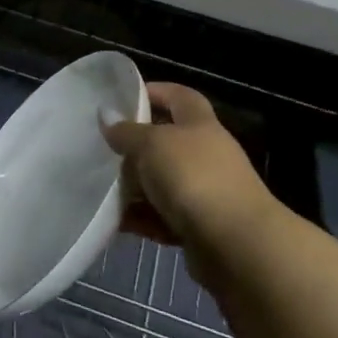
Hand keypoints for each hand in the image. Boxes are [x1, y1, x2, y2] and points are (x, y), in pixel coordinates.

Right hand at [101, 83, 281, 279]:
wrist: (236, 245)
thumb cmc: (194, 178)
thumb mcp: (152, 145)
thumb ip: (126, 131)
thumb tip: (106, 114)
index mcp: (200, 126)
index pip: (181, 97)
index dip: (156, 92)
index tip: (125, 98)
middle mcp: (206, 156)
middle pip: (167, 143)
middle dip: (135, 146)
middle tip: (103, 148)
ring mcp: (205, 193)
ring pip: (162, 183)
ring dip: (135, 187)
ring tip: (101, 188)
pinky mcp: (199, 228)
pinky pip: (162, 218)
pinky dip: (141, 219)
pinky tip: (116, 221)